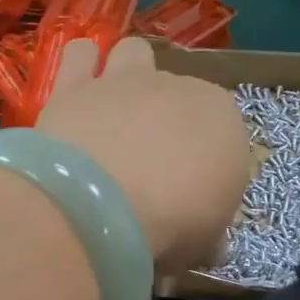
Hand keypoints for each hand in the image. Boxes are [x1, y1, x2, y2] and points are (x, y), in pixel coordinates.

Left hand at [37, 37, 251, 271]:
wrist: (104, 204)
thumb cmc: (171, 225)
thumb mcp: (203, 244)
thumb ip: (206, 235)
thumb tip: (207, 246)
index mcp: (223, 120)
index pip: (220, 133)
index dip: (203, 165)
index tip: (187, 198)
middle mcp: (179, 88)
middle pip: (175, 95)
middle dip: (164, 122)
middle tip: (145, 165)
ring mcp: (125, 80)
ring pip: (133, 53)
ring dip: (127, 73)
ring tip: (113, 111)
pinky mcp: (75, 84)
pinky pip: (81, 54)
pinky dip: (81, 66)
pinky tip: (77, 91)